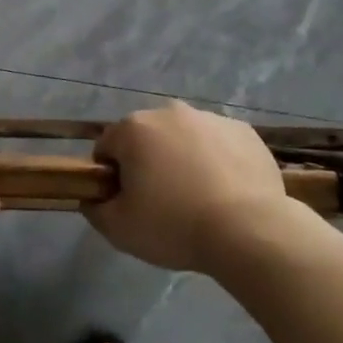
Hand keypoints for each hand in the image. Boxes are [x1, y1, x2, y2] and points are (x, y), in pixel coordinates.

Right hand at [89, 100, 292, 273]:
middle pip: (147, 138)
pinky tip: (226, 192)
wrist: (249, 231)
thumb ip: (95, 209)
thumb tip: (92, 199)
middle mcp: (170, 112)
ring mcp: (210, 118)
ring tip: (198, 200)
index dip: (112, 176)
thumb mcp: (119, 229)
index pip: (108, 148)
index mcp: (134, 128)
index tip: (127, 202)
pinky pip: (219, 144)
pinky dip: (217, 161)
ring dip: (183, 159)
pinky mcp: (244, 131)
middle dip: (148, 163)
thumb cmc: (174, 226)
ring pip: (185, 138)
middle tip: (162, 203)